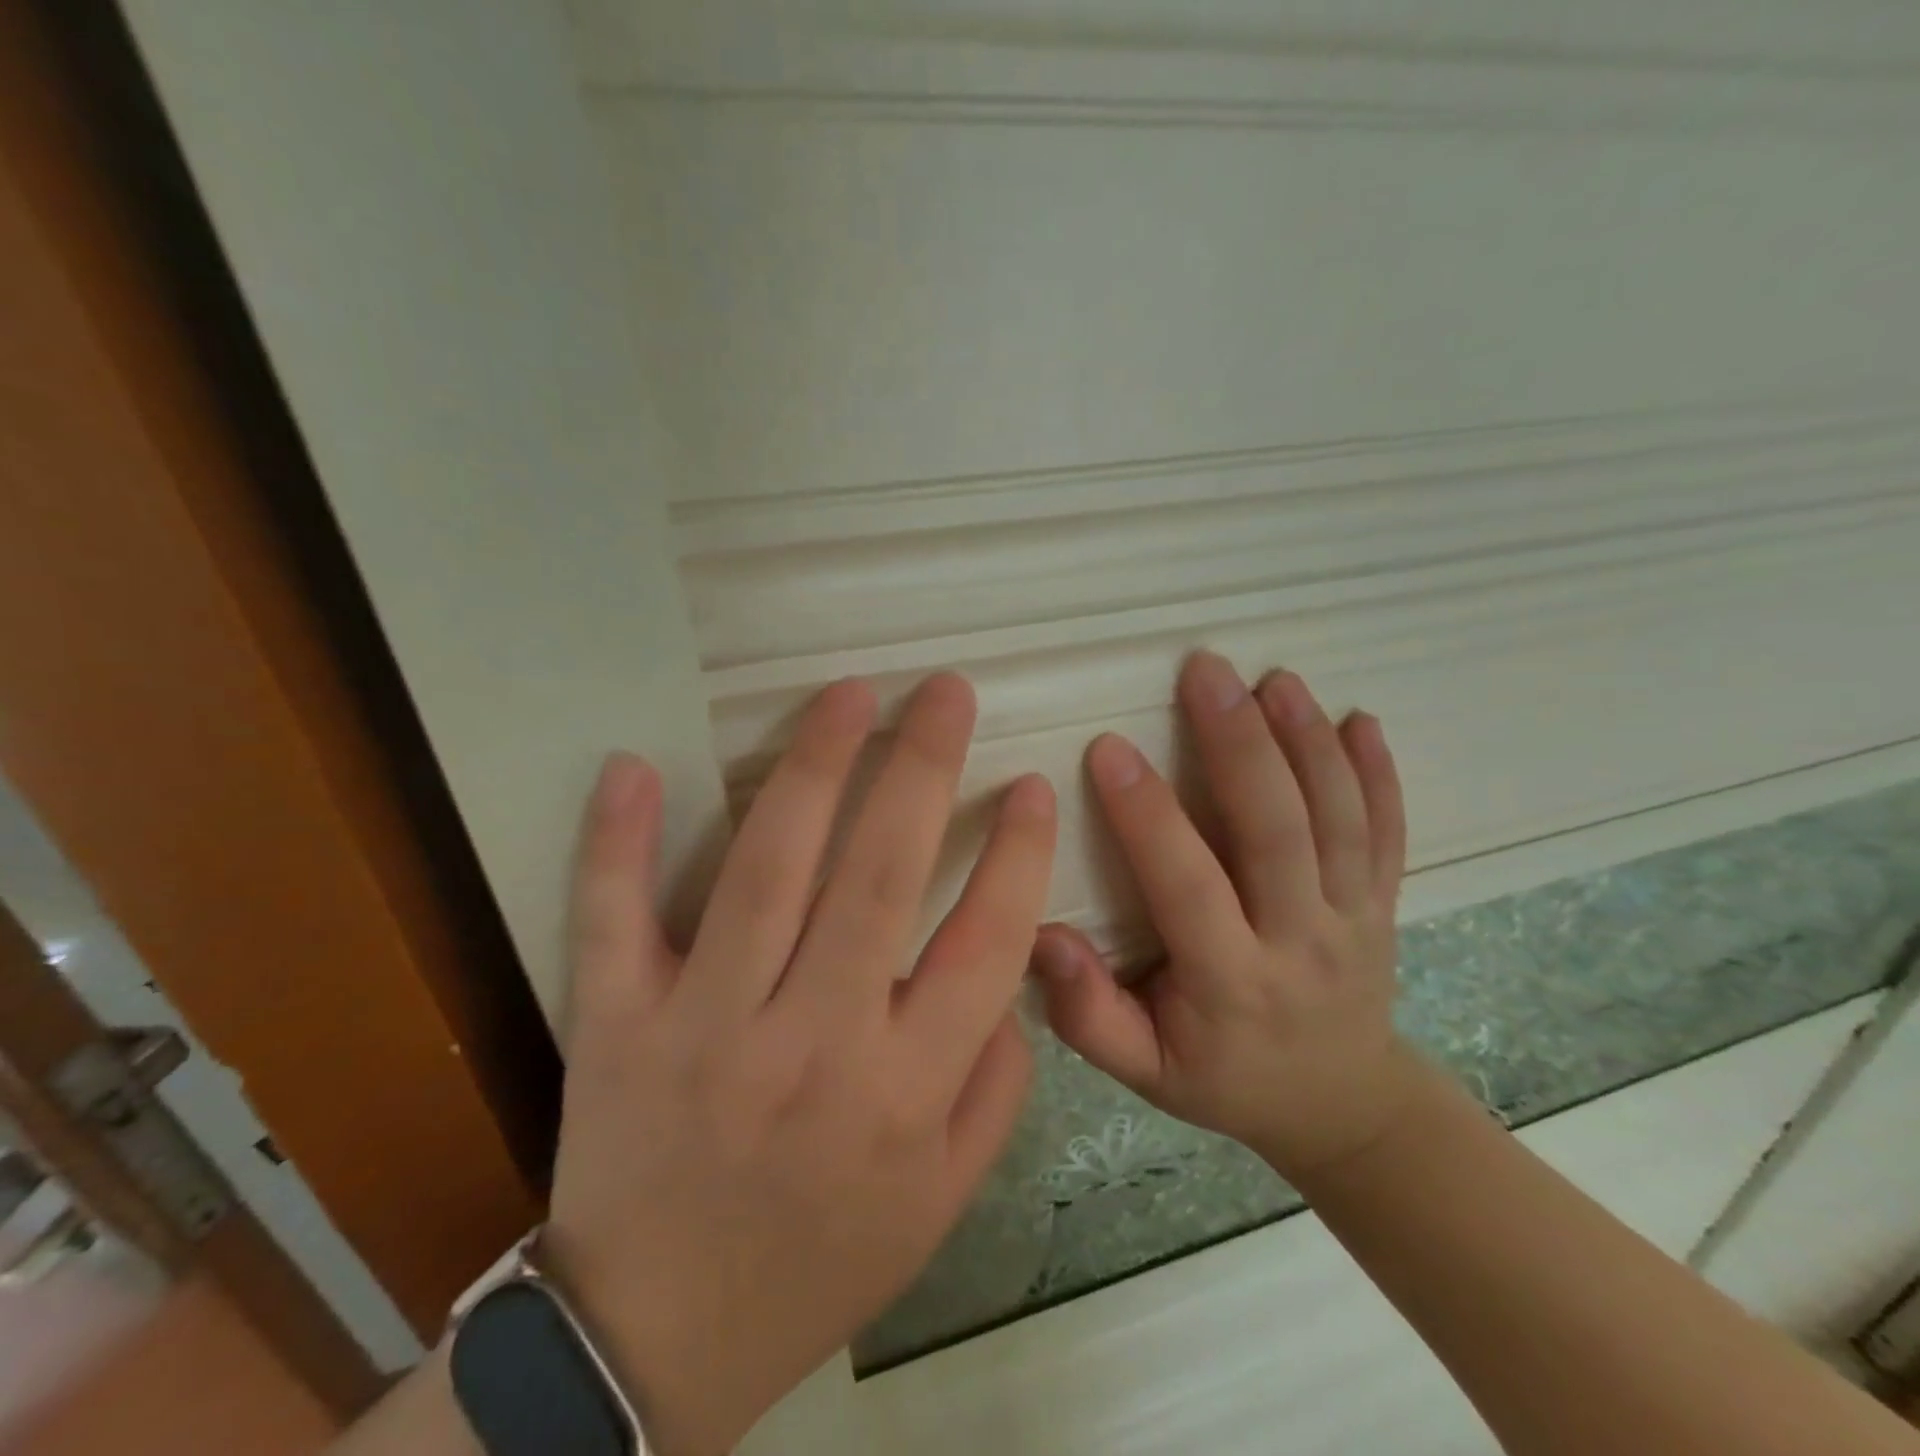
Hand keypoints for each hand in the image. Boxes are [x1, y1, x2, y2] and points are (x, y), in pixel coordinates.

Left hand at [544, 675, 1054, 1455]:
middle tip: (945, 692)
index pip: (984, 945)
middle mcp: (811, 1044)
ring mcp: (703, 1028)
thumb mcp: (941, 1202)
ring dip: (812, 768)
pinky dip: (618, 842)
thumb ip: (994, 1088)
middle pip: (876, 878)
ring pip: (765, 872)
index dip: (1018, 855)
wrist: (657, 1342)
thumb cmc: (818, 1261)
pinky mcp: (616, 1026)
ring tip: (850, 695)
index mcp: (901, 1093)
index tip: (1032, 785)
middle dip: (922, 769)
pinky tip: (636, 765)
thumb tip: (1010, 974)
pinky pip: (612, 919)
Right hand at [1032, 652, 1420, 1180]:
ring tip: (1274, 679)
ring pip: (1338, 820)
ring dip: (1307, 742)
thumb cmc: (1224, 1078)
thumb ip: (1088, 1012)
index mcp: (1232, 983)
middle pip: (1276, 832)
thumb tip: (1041, 935)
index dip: (1147, 817)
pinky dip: (1379, 774)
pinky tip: (1360, 719)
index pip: (1187, 885)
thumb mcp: (1144, 1070)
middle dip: (1240, 745)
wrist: (1341, 1105)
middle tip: (1205, 673)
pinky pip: (1390, 832)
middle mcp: (1302, 942)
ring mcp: (1356, 918)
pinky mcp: (1386, 903)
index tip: (1110, 748)